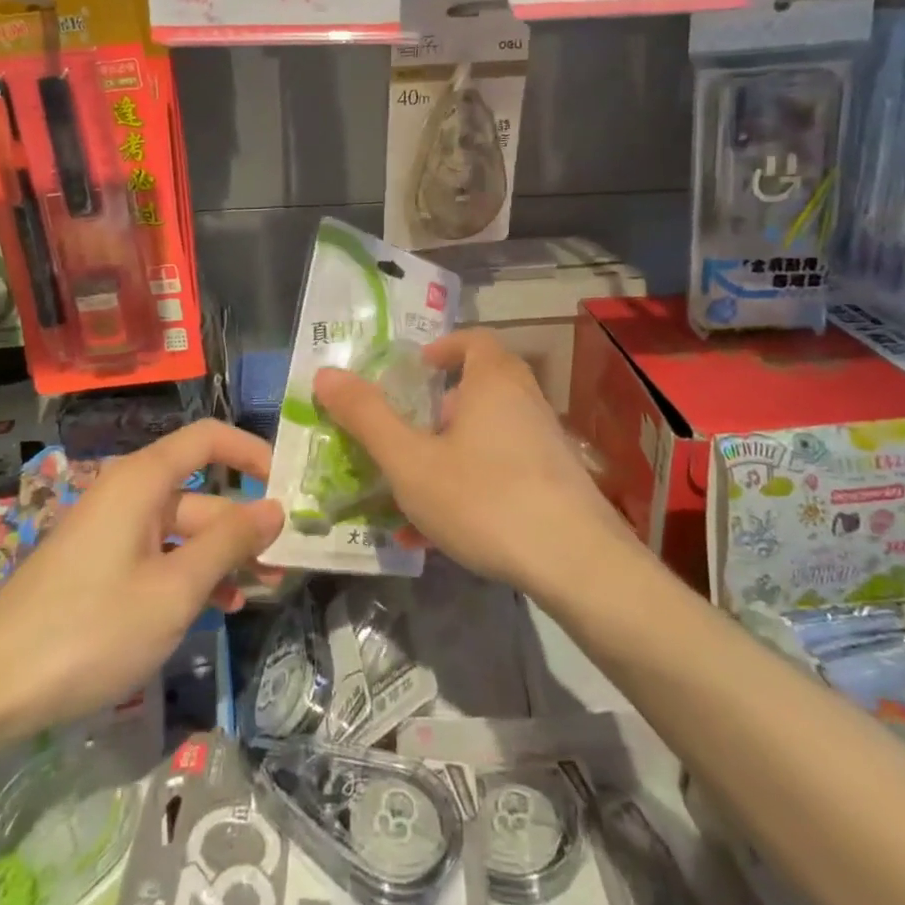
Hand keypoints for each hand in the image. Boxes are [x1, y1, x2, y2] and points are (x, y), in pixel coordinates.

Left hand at [0, 420, 284, 736]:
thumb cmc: (91, 628)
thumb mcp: (175, 588)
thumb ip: (229, 543)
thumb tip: (274, 508)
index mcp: (143, 481)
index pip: (208, 439)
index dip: (251, 452)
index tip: (288, 483)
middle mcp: (128, 495)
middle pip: (201, 493)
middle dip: (244, 525)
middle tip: (285, 562)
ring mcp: (112, 534)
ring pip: (182, 531)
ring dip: (222, 556)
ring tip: (262, 590)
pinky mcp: (100, 569)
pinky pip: (158, 557)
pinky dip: (189, 575)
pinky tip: (217, 608)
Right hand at [313, 330, 636, 598]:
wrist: (578, 564)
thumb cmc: (485, 498)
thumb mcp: (411, 462)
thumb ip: (367, 417)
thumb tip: (326, 374)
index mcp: (493, 380)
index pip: (471, 340)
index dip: (441, 350)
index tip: (414, 375)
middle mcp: (525, 400)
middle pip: (479, 386)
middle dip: (438, 408)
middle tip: (408, 434)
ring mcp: (546, 442)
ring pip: (489, 434)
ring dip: (451, 453)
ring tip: (416, 492)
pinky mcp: (558, 481)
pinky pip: (505, 469)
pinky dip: (474, 484)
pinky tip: (450, 533)